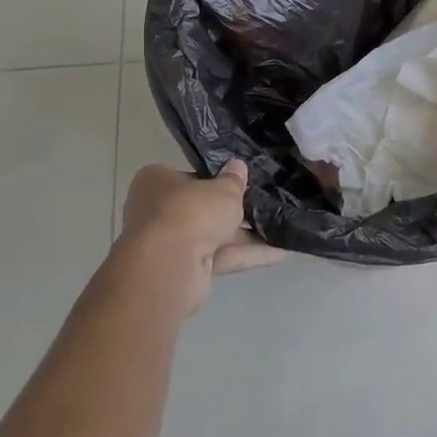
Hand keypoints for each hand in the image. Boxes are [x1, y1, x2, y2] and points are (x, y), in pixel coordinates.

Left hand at [117, 162, 283, 309]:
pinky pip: (220, 257)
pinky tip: (280, 253)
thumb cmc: (191, 212)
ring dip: (246, 236)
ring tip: (280, 229)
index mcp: (156, 182)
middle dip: (232, 211)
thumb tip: (238, 165)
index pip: (188, 176)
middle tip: (264, 204)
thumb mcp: (223, 189)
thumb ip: (233, 180)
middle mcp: (156, 211)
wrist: (169, 266)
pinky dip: (247, 255)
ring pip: (212, 236)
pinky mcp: (184, 270)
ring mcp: (169, 244)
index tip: (238, 182)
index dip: (215, 179)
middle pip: (201, 209)